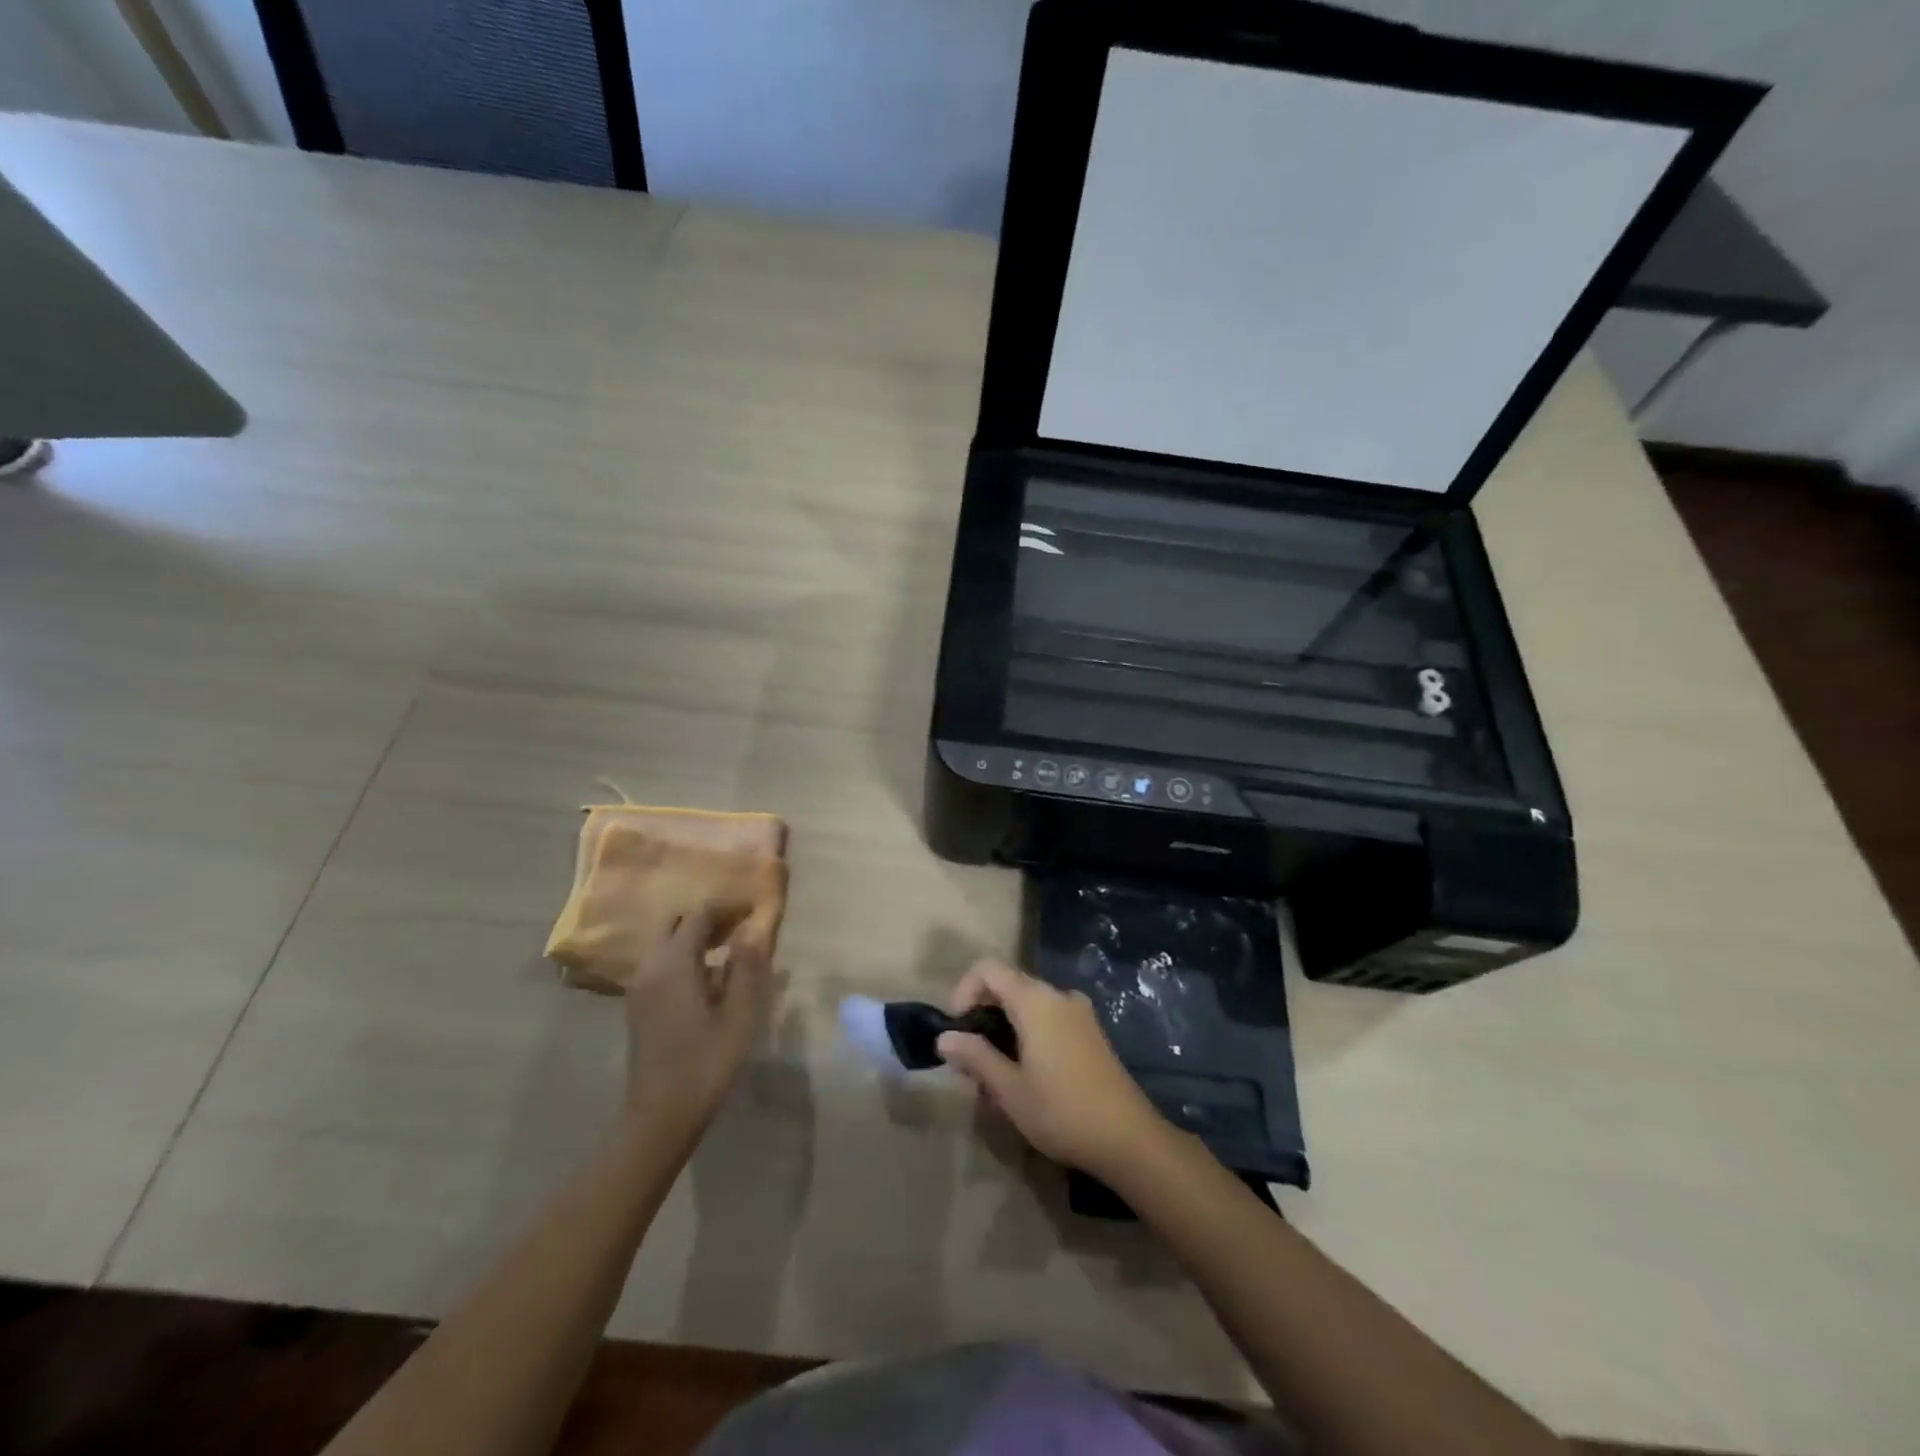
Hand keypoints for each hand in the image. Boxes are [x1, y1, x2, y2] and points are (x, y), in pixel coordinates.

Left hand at [622, 908, 769, 1130]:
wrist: (659, 1116)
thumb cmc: (705, 1064)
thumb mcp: (739, 1016)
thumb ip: (746, 968)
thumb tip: (753, 930)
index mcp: (673, 964)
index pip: (700, 915)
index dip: (729, 908)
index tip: (755, 911)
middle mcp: (650, 967)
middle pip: (678, 924)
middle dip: (710, 919)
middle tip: (743, 928)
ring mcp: (639, 987)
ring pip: (667, 944)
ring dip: (697, 938)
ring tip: (731, 950)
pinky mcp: (638, 1005)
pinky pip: (662, 964)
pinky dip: (685, 957)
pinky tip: (709, 978)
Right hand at [937, 958, 1167, 1179]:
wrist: (1129, 1138)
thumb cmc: (1061, 1111)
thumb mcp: (1009, 1089)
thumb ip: (975, 1057)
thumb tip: (944, 1037)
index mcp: (1035, 1000)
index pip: (988, 968)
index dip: (964, 989)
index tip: (958, 1028)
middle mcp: (1058, 995)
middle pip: (1009, 985)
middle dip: (983, 1015)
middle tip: (971, 1060)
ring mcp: (1079, 1012)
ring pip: (1029, 1005)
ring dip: (1005, 1029)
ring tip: (996, 1076)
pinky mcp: (1091, 1032)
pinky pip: (1049, 1018)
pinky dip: (1029, 1035)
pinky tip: (1027, 1077)